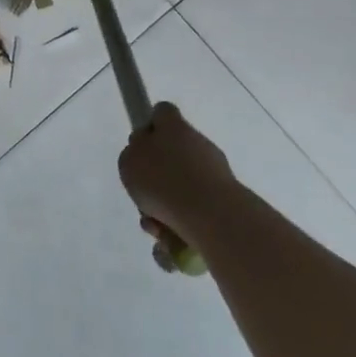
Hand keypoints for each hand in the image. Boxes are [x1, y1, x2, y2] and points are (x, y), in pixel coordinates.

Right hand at [118, 103, 233, 270]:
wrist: (210, 215)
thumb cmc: (163, 182)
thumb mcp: (130, 161)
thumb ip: (134, 154)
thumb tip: (146, 156)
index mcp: (174, 128)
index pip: (162, 113)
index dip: (150, 126)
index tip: (141, 146)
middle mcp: (197, 145)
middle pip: (172, 156)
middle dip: (156, 180)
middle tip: (144, 198)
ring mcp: (215, 173)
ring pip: (181, 190)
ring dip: (165, 210)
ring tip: (157, 230)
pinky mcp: (226, 202)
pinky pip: (194, 215)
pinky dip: (181, 229)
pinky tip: (171, 243)